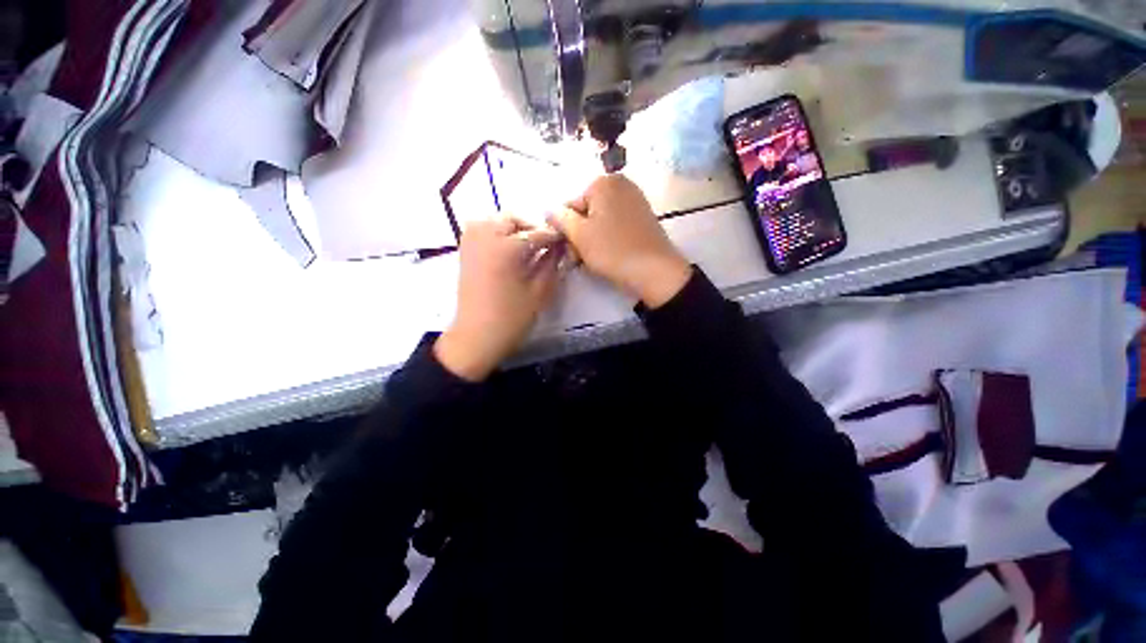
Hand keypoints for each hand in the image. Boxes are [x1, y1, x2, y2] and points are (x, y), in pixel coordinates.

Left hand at [434, 216, 563, 381]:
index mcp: (505, 247)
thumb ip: (552, 264)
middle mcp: (484, 236)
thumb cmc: (511, 319)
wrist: (475, 337)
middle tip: (546, 245)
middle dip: (532, 228)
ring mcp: (471, 242)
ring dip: (514, 227)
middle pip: (513, 219)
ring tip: (528, 246)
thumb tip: (561, 247)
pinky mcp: (464, 251)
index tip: (567, 241)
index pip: (537, 233)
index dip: (554, 236)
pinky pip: (482, 229)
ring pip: (495, 220)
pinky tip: (509, 248)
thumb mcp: (539, 292)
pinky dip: (498, 232)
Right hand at [550, 175, 690, 307]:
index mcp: (603, 183)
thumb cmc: (613, 250)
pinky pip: (615, 226)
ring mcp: (634, 201)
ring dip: (591, 241)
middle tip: (578, 259)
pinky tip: (608, 256)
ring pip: (600, 221)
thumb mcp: (579, 235)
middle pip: (586, 212)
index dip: (566, 230)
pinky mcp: (643, 218)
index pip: (570, 206)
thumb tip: (548, 209)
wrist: (655, 271)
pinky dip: (608, 240)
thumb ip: (560, 218)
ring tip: (592, 261)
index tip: (568, 250)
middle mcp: (620, 185)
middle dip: (579, 236)